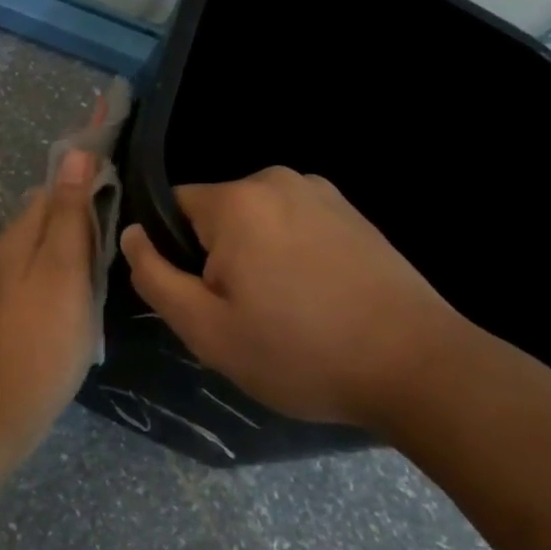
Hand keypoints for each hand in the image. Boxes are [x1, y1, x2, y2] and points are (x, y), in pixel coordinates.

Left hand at [0, 149, 99, 444]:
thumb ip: (69, 212)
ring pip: (50, 246)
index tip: (125, 190)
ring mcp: (7, 281)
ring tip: (112, 263)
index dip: (87, 180)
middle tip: (123, 234)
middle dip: (85, 215)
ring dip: (79, 246)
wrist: (4, 406)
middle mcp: (6, 251)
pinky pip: (47, 273)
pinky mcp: (15, 308)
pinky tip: (89, 292)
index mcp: (16, 235)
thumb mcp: (64, 269)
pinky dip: (70, 273)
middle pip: (50, 215)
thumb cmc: (43, 336)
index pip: (53, 187)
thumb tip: (75, 153)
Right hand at [120, 167, 468, 432]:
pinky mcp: (354, 215)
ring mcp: (324, 194)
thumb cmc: (299, 351)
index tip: (200, 299)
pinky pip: (294, 228)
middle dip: (215, 258)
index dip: (174, 255)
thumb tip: (130, 234)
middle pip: (215, 217)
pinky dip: (290, 258)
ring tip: (282, 314)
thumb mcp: (205, 328)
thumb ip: (153, 276)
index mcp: (238, 200)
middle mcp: (279, 180)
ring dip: (254, 260)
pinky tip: (316, 302)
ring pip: (256, 224)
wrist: (419, 369)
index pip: (171, 208)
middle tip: (240, 316)